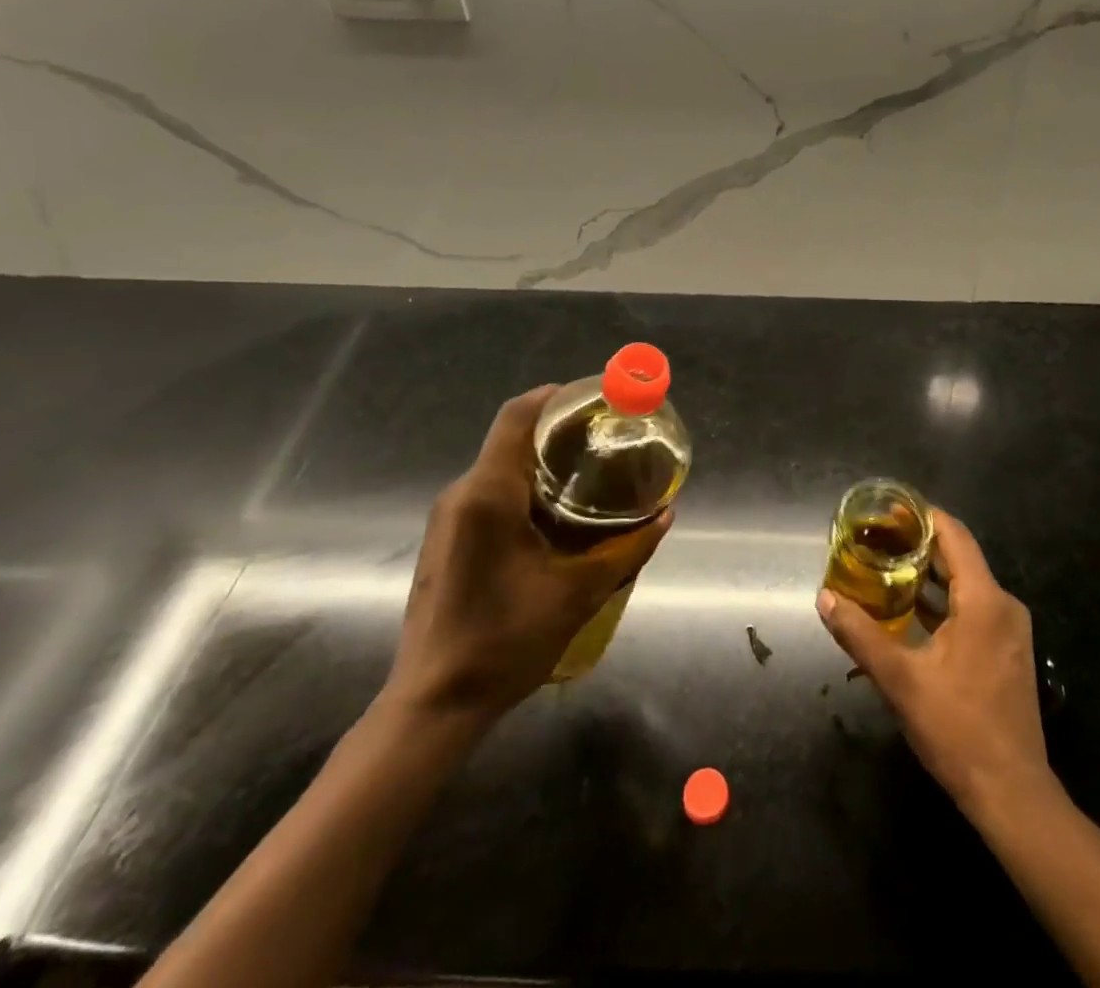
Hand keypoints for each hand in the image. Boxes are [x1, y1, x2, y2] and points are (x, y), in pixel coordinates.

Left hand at [381, 385, 672, 724]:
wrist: (433, 705)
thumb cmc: (505, 642)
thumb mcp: (578, 594)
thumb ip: (626, 549)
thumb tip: (666, 515)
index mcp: (488, 495)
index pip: (517, 416)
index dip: (555, 396)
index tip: (595, 398)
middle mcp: (461, 494)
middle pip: (510, 438)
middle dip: (558, 432)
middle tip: (605, 441)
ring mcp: (447, 518)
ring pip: (499, 467)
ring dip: (542, 463)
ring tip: (589, 477)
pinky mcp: (444, 539)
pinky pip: (487, 493)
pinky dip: (524, 487)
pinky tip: (555, 515)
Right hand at [818, 510, 1050, 817]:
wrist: (1013, 794)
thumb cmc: (958, 729)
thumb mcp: (901, 680)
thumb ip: (860, 634)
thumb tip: (825, 598)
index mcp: (984, 600)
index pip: (954, 535)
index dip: (921, 517)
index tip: (886, 511)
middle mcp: (1003, 605)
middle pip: (959, 557)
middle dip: (917, 545)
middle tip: (875, 540)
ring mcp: (1009, 630)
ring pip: (965, 584)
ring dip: (928, 575)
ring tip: (884, 569)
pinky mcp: (1006, 651)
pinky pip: (973, 608)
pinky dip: (942, 601)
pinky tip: (909, 612)